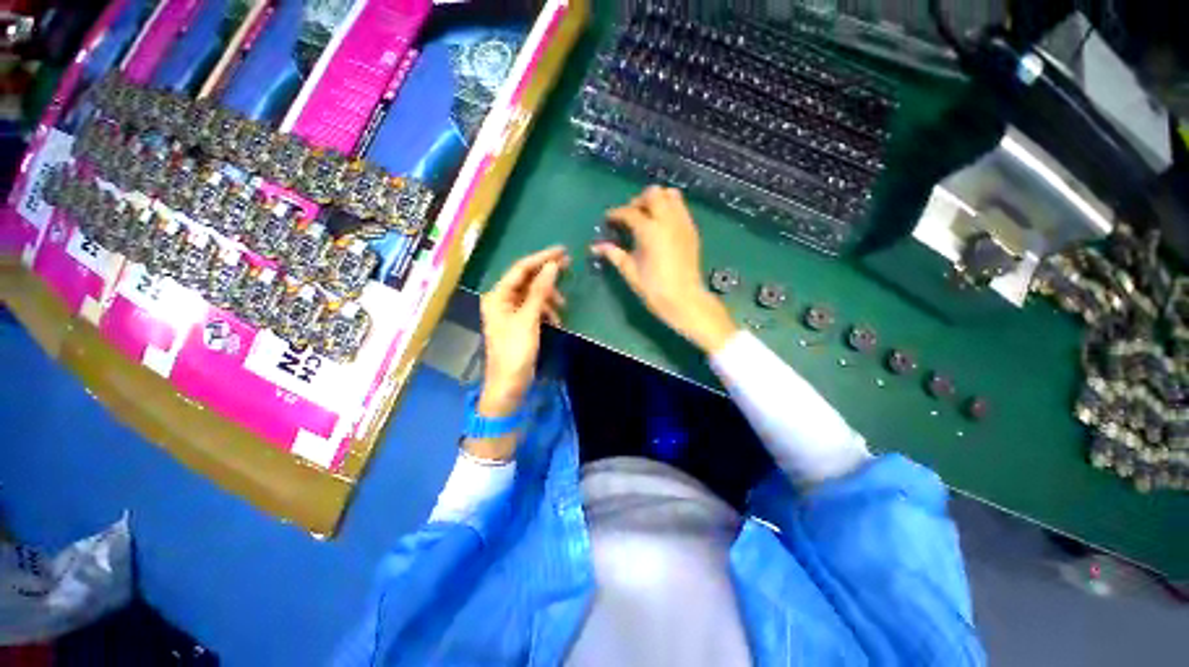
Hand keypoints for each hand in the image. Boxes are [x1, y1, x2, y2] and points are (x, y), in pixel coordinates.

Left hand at [478, 246, 568, 417]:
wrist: (509, 384)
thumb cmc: (515, 351)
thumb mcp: (528, 319)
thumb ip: (540, 291)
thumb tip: (552, 266)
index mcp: (497, 295)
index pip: (520, 269)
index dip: (541, 257)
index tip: (562, 251)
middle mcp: (502, 300)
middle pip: (527, 279)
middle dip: (547, 275)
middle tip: (569, 265)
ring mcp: (511, 312)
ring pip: (534, 294)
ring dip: (549, 297)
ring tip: (563, 306)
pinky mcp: (520, 323)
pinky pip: (536, 308)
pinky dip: (547, 311)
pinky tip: (557, 320)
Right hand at [592, 186, 737, 353]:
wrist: (684, 299)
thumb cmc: (654, 288)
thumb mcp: (630, 271)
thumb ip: (613, 254)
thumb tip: (595, 246)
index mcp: (649, 230)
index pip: (629, 212)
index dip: (615, 214)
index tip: (608, 220)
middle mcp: (667, 220)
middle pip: (652, 194)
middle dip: (638, 201)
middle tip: (629, 216)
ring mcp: (682, 223)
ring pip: (671, 195)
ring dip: (656, 200)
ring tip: (647, 216)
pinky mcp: (691, 230)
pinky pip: (680, 207)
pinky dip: (669, 208)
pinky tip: (661, 225)